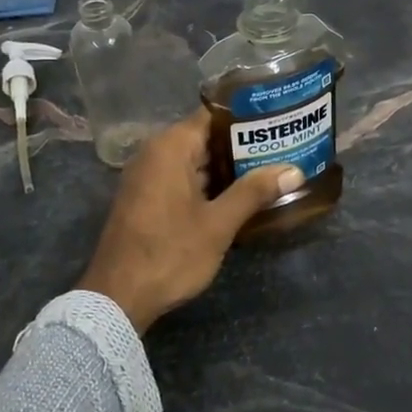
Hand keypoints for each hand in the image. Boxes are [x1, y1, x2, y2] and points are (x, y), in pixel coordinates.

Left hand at [78, 110, 304, 333]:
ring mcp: (148, 176)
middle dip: (243, 144)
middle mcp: (155, 153)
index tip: (278, 118)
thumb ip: (254, 192)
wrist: (117, 298)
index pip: (214, 114)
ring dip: (228, 166)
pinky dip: (209, 182)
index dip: (247, 115)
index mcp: (170, 147)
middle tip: (284, 146)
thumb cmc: (170, 253)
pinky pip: (183, 177)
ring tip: (272, 167)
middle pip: (206, 136)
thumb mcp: (218, 224)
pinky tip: (240, 194)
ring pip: (196, 159)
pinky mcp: (147, 198)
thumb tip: (294, 170)